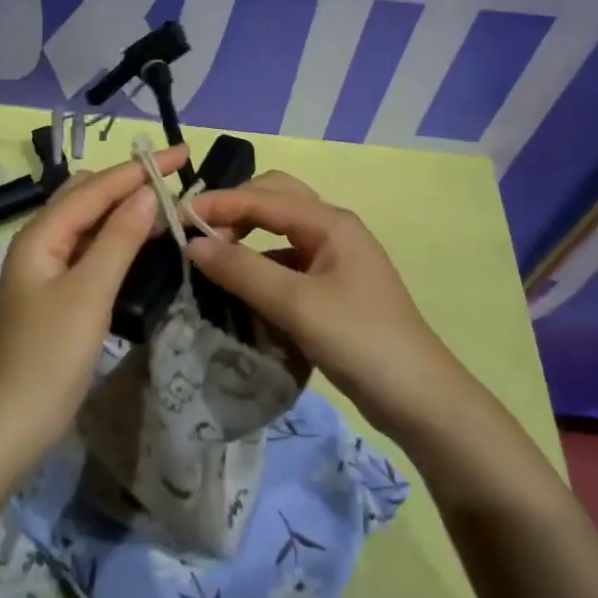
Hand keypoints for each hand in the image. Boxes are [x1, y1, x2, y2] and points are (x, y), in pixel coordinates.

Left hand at [0, 145, 187, 452]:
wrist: (16, 420)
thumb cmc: (52, 354)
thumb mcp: (90, 292)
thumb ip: (119, 238)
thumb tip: (148, 192)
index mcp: (41, 234)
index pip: (96, 188)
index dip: (139, 169)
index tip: (182, 153)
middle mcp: (41, 241)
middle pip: (90, 197)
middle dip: (131, 182)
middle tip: (177, 179)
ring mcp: (48, 266)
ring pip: (91, 222)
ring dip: (126, 209)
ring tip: (168, 202)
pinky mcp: (59, 290)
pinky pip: (92, 248)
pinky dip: (119, 237)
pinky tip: (143, 240)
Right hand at [185, 172, 474, 439]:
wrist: (421, 400)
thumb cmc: (361, 341)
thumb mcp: (297, 305)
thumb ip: (243, 270)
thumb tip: (193, 244)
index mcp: (330, 223)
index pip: (263, 197)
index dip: (218, 203)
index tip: (176, 218)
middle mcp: (332, 231)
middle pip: (274, 200)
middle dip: (234, 209)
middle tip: (197, 233)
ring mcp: (334, 260)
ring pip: (279, 232)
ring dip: (245, 237)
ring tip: (210, 258)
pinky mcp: (332, 289)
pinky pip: (286, 262)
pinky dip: (260, 265)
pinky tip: (239, 288)